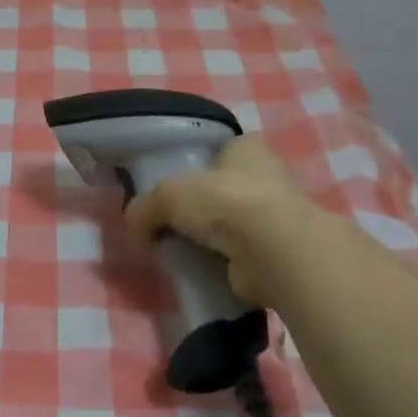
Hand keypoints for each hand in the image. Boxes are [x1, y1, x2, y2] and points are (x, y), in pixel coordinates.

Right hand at [126, 135, 315, 306]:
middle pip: (232, 186)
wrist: (271, 251)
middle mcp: (271, 177)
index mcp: (248, 149)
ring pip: (238, 222)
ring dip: (217, 236)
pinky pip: (245, 254)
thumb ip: (145, 208)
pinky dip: (227, 262)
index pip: (229, 147)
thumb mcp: (166, 195)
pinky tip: (205, 269)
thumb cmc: (223, 202)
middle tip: (177, 220)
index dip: (207, 161)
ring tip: (186, 249)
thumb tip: (136, 226)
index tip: (185, 180)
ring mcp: (280, 217)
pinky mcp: (280, 252)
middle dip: (209, 203)